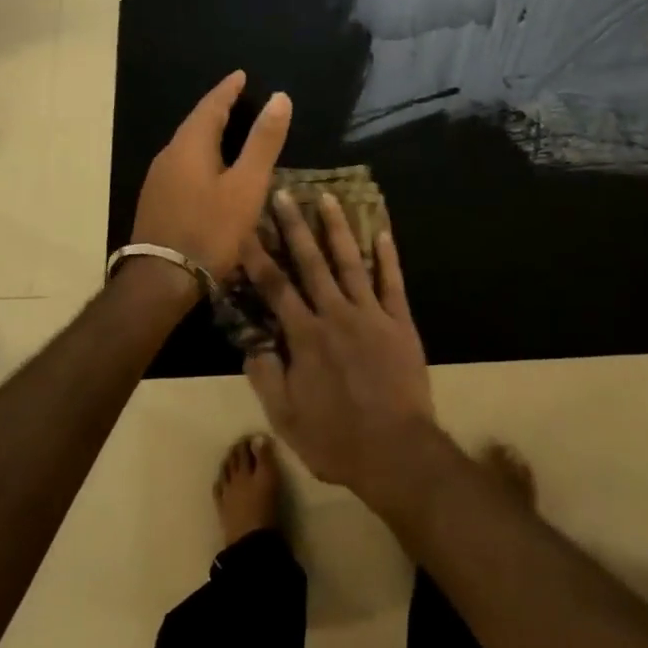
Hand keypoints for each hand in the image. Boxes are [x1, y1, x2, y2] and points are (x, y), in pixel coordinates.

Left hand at [131, 71, 290, 286]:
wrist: (162, 280)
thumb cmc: (210, 229)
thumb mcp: (247, 185)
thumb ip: (263, 142)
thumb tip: (280, 97)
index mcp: (190, 144)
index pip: (212, 105)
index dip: (229, 89)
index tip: (242, 75)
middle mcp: (169, 154)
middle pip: (196, 122)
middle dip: (218, 109)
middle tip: (239, 99)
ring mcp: (158, 179)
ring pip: (187, 145)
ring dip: (208, 133)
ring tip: (229, 131)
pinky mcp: (156, 200)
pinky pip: (182, 164)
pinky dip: (200, 155)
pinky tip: (210, 170)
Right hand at [242, 193, 435, 498]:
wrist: (397, 452)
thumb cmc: (336, 439)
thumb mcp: (286, 418)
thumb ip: (265, 377)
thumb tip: (251, 343)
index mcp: (305, 336)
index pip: (276, 288)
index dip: (258, 258)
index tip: (247, 230)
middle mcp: (336, 315)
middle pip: (311, 263)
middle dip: (295, 227)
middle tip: (285, 195)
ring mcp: (371, 315)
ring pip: (351, 262)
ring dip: (338, 229)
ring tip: (328, 198)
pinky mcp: (400, 322)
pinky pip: (392, 283)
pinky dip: (388, 256)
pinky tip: (383, 232)